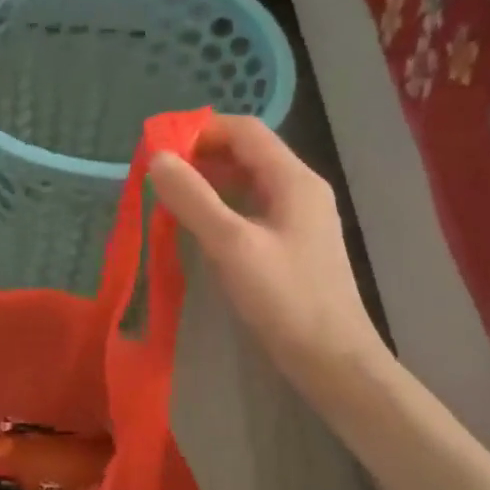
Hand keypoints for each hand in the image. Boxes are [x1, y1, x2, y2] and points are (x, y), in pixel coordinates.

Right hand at [150, 116, 386, 393]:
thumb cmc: (285, 298)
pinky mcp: (292, 245)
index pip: (245, 130)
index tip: (159, 146)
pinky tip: (199, 227)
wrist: (333, 359)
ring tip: (170, 197)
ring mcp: (298, 218)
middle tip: (158, 174)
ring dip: (210, 181)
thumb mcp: (232, 245)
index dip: (200, 129)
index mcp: (293, 179)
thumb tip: (157, 158)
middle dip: (201, 155)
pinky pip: (252, 209)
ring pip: (248, 182)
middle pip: (247, 153)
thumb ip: (193, 198)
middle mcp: (300, 189)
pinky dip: (222, 207)